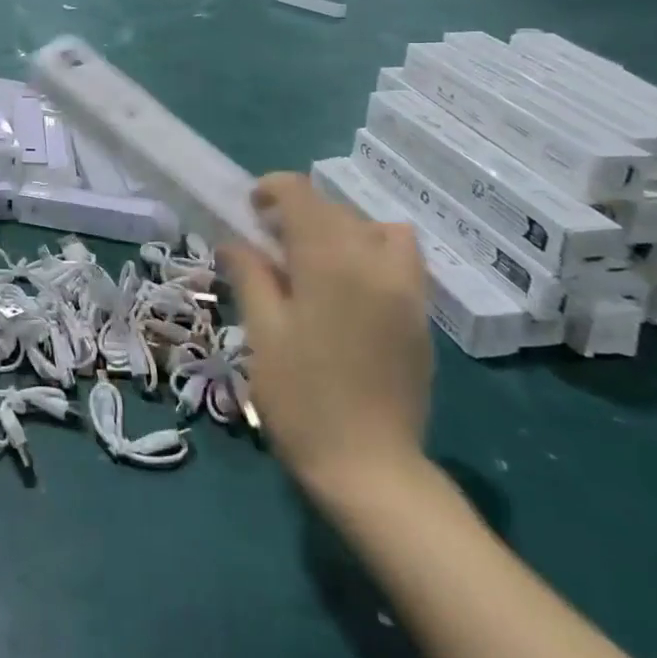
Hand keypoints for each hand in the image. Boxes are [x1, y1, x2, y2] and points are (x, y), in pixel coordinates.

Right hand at [223, 174, 432, 503]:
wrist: (370, 468)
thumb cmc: (301, 398)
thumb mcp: (262, 333)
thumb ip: (251, 275)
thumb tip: (235, 242)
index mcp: (330, 262)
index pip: (302, 195)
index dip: (271, 189)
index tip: (250, 210)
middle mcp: (375, 262)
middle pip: (336, 209)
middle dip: (300, 212)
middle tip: (268, 244)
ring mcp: (407, 290)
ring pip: (376, 229)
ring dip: (342, 230)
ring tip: (315, 261)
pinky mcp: (421, 317)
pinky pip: (399, 260)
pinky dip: (370, 254)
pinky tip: (347, 291)